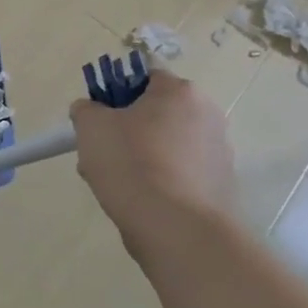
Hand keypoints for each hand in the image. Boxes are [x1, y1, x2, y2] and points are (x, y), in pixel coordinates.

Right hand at [70, 66, 236, 258]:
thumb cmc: (132, 164)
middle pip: (155, 114)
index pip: (143, 77)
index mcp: (180, 92)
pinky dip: (160, 182)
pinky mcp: (222, 187)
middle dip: (127, 131)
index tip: (99, 119)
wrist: (177, 230)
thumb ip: (86, 109)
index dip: (116, 94)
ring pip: (166, 146)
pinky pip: (180, 174)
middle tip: (102, 153)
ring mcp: (220, 153)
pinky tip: (140, 202)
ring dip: (141, 157)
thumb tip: (91, 111)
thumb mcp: (91, 127)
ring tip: (116, 184)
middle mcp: (208, 115)